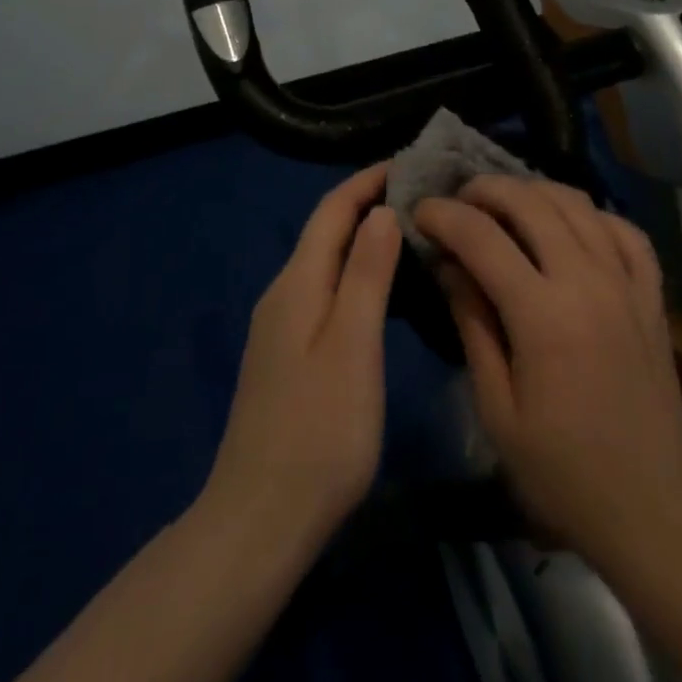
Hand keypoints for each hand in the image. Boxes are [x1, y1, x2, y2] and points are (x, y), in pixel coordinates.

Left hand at [201, 164, 401, 551]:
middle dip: (367, 203)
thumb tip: (380, 211)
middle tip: (421, 195)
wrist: (260, 519)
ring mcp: (280, 325)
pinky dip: (354, 271)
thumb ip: (367, 274)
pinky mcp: (286, 354)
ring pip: (325, 260)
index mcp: (297, 282)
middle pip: (326, 230)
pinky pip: (324, 289)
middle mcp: (283, 293)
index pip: (332, 209)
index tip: (410, 162)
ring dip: (362, 237)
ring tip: (410, 231)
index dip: (367, 180)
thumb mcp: (353, 346)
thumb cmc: (319, 430)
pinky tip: (380, 288)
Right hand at [415, 175, 681, 573]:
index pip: (482, 237)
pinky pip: (623, 228)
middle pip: (530, 202)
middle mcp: (586, 281)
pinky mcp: (651, 293)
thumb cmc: (562, 471)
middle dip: (485, 189)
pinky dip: (590, 213)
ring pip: (576, 203)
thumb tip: (448, 264)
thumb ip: (472, 324)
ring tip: (504, 201)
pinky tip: (569, 223)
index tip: (419, 211)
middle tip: (457, 199)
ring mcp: (625, 281)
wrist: (652, 508)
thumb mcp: (497, 409)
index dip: (443, 216)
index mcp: (542, 315)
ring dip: (532, 190)